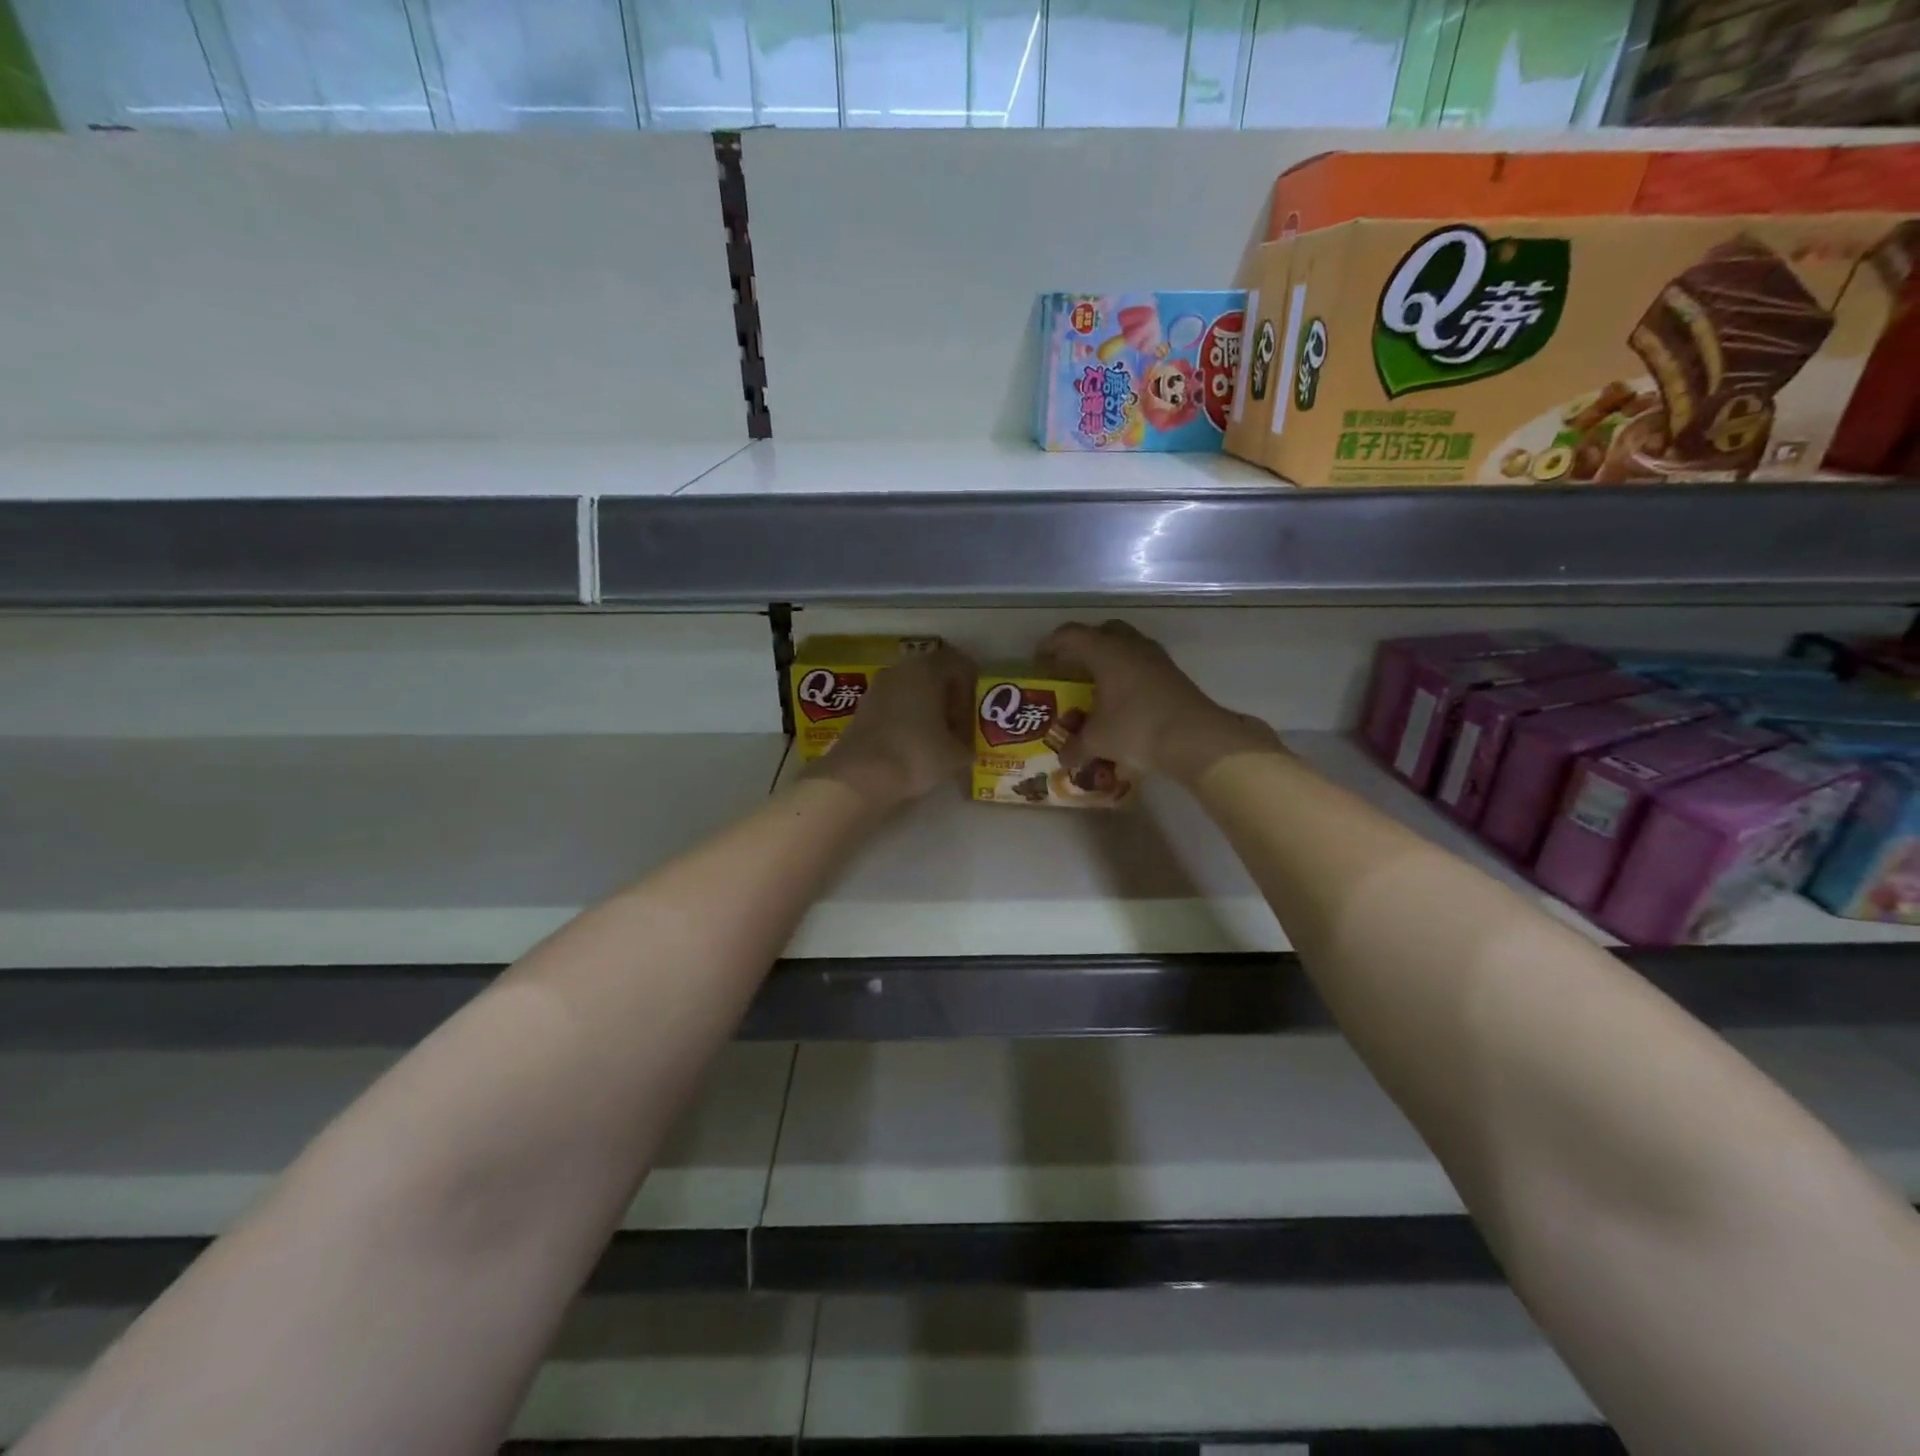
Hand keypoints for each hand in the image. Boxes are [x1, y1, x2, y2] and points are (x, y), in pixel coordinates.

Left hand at [804, 644, 976, 807]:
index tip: (974, 715)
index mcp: (927, 668)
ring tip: (937, 739)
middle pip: (934, 676)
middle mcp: (900, 669)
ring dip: (926, 709)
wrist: (860, 777)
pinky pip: (894, 706)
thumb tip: (963, 747)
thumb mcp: (956, 754)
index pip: (960, 665)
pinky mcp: (862, 709)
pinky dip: (906, 720)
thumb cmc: (916, 754)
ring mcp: (877, 687)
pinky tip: (912, 745)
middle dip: (949, 699)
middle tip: (958, 727)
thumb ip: (967, 744)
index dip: (972, 689)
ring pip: (912, 691)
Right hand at [1037, 620, 1283, 783]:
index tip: (1039, 660)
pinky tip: (1123, 697)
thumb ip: (1075, 747)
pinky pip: (1141, 663)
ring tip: (1096, 684)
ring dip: (1109, 659)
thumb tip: (1064, 758)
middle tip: (1070, 668)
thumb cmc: (1136, 728)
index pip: (1070, 635)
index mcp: (1105, 651)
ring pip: (1125, 645)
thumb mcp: (1097, 741)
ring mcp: (1155, 657)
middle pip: (1101, 632)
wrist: (1195, 737)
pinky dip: (1127, 673)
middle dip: (1083, 647)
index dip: (1051, 645)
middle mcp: (1130, 645)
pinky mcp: (1172, 673)